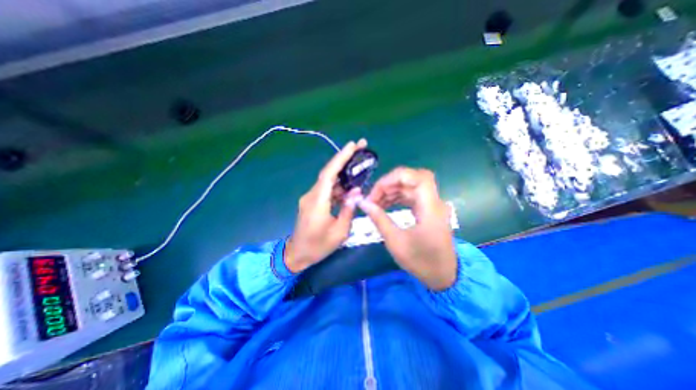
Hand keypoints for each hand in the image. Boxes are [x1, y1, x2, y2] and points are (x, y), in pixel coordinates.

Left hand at [284, 139, 369, 270]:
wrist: (297, 254)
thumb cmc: (318, 246)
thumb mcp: (340, 232)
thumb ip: (349, 210)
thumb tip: (356, 192)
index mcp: (318, 202)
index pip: (329, 174)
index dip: (340, 158)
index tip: (353, 145)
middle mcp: (312, 195)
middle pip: (329, 173)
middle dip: (344, 159)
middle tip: (361, 147)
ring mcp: (311, 198)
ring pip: (329, 180)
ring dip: (343, 173)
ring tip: (359, 166)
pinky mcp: (312, 202)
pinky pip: (327, 189)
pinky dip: (339, 186)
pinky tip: (350, 186)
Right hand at [358, 166, 457, 289]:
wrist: (443, 276)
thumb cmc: (421, 262)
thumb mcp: (395, 241)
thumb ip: (379, 219)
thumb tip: (363, 202)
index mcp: (430, 207)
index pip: (417, 177)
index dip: (394, 177)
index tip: (376, 191)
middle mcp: (434, 201)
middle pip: (413, 179)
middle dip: (390, 184)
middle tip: (374, 197)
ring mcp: (432, 205)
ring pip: (411, 186)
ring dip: (392, 190)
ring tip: (376, 202)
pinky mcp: (428, 210)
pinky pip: (412, 196)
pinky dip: (398, 196)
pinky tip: (386, 204)